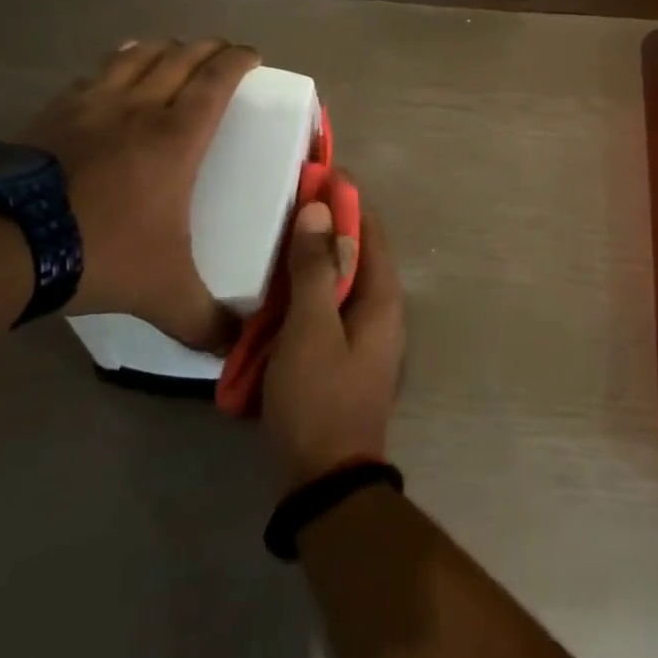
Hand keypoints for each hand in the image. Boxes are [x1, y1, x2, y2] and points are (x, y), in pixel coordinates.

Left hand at [22, 38, 258, 351]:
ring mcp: (92, 105)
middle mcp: (140, 108)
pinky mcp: (52, 113)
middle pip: (181, 57)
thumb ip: (203, 320)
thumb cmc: (100, 252)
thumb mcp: (162, 293)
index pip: (218, 79)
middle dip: (209, 48)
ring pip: (137, 56)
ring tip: (173, 52)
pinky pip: (94, 74)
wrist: (1, 245)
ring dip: (162, 48)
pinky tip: (112, 71)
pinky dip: (115, 64)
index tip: (253, 56)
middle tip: (223, 53)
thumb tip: (234, 353)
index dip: (239, 60)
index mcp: (177, 136)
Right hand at [262, 194, 404, 491]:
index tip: (312, 174)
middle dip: (324, 227)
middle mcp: (382, 308)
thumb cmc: (319, 399)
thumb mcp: (310, 330)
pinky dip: (306, 293)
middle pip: (355, 252)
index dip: (344, 198)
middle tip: (285, 205)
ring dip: (311, 260)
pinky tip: (275, 293)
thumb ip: (314, 269)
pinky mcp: (346, 356)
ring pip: (339, 280)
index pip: (368, 228)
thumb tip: (319, 209)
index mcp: (383, 295)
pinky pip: (328, 308)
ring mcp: (365, 335)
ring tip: (274, 241)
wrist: (326, 484)